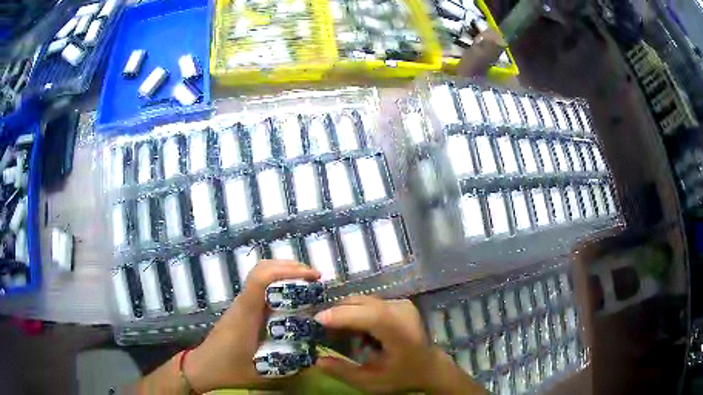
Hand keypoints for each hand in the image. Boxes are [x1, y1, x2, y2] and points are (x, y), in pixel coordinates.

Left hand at [183, 260, 319, 391]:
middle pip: (262, 269)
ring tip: (308, 282)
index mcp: (246, 314)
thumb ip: (289, 368)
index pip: (260, 279)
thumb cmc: (229, 369)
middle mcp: (243, 302)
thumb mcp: (261, 373)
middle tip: (315, 278)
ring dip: (284, 271)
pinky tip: (292, 297)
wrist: (203, 366)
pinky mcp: (242, 308)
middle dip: (290, 267)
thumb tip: (318, 359)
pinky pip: (259, 285)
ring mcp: (241, 303)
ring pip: (260, 274)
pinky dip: (277, 281)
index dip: (286, 271)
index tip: (311, 277)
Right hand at [314, 296, 484, 393]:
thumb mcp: (372, 382)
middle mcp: (402, 312)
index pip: (372, 316)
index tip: (318, 320)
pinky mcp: (398, 302)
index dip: (344, 315)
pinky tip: (351, 329)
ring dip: (344, 312)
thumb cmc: (402, 377)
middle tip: (318, 328)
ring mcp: (401, 304)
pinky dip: (354, 312)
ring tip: (332, 330)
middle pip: (363, 303)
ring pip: (363, 301)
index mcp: (400, 333)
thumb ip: (344, 372)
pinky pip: (369, 303)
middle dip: (337, 313)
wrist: (429, 366)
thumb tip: (317, 360)